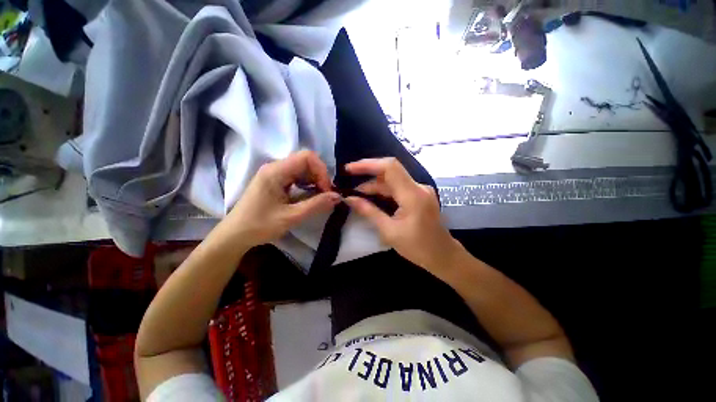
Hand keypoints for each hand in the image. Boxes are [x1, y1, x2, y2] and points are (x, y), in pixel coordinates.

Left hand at [220, 151, 340, 247]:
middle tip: (325, 195)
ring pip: (303, 169)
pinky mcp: (276, 181)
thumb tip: (338, 196)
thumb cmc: (259, 226)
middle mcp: (275, 167)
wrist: (235, 235)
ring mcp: (274, 174)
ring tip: (319, 197)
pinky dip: (307, 185)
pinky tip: (310, 197)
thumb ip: (316, 205)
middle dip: (320, 176)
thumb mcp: (291, 217)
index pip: (306, 157)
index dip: (321, 170)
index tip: (326, 190)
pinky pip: (297, 176)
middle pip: (306, 161)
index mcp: (275, 171)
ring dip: (315, 181)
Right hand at [344, 158, 461, 273]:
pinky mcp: (419, 195)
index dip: (368, 164)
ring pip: (393, 180)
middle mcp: (418, 187)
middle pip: (390, 171)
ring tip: (356, 194)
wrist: (442, 255)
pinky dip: (383, 190)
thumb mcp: (389, 231)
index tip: (349, 169)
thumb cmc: (417, 247)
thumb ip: (369, 212)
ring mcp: (420, 190)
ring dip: (374, 185)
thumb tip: (349, 199)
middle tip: (349, 180)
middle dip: (368, 174)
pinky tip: (371, 197)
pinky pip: (398, 187)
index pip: (390, 168)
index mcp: (413, 195)